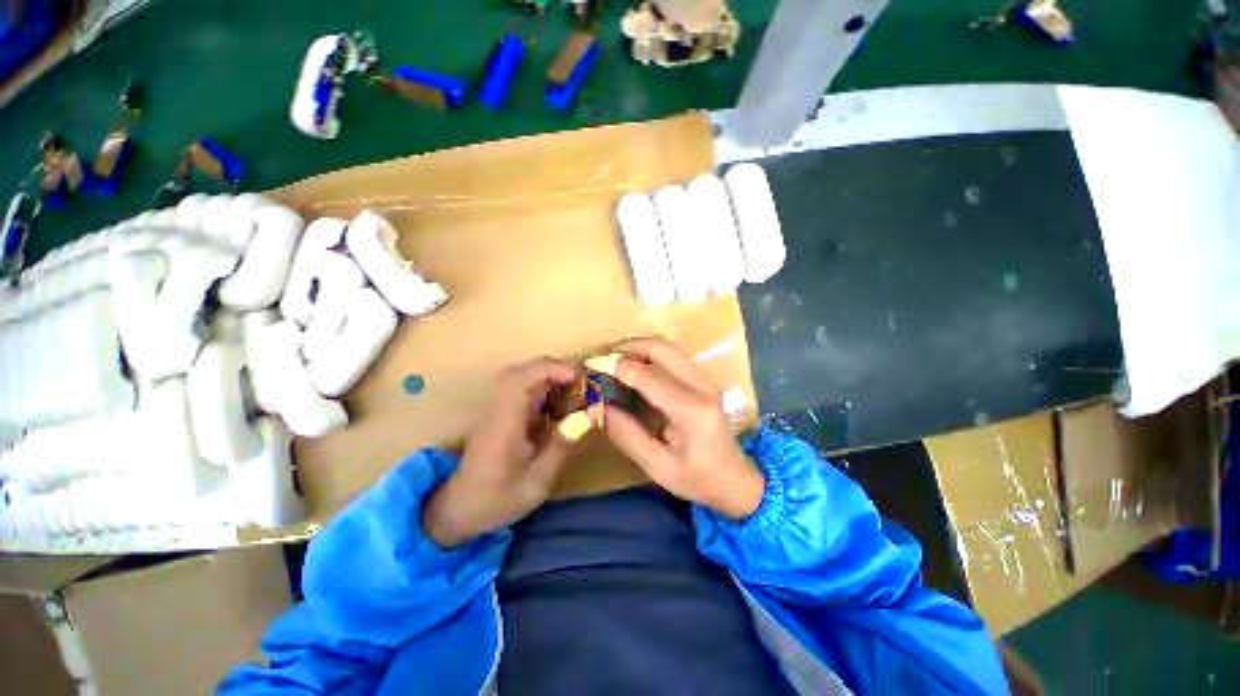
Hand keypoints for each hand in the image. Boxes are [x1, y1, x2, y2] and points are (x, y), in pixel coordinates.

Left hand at [424, 358, 581, 546]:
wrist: (459, 509)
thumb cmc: (497, 499)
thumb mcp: (537, 482)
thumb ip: (561, 445)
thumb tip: (589, 414)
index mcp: (503, 424)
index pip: (520, 380)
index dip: (550, 369)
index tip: (577, 375)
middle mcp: (498, 409)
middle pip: (521, 371)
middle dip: (555, 368)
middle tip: (582, 380)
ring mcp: (498, 409)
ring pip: (522, 376)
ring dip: (550, 376)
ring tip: (575, 389)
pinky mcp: (501, 413)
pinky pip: (524, 389)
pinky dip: (545, 387)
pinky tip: (559, 402)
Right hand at [590, 338, 764, 519]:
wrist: (737, 480)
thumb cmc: (698, 479)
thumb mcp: (657, 466)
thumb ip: (625, 434)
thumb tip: (595, 407)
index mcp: (691, 410)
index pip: (647, 376)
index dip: (616, 367)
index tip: (591, 366)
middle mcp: (701, 386)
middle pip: (660, 348)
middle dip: (627, 347)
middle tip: (602, 359)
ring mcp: (704, 379)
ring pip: (667, 347)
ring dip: (638, 348)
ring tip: (613, 362)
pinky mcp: (702, 380)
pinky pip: (672, 356)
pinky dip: (649, 355)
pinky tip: (634, 369)